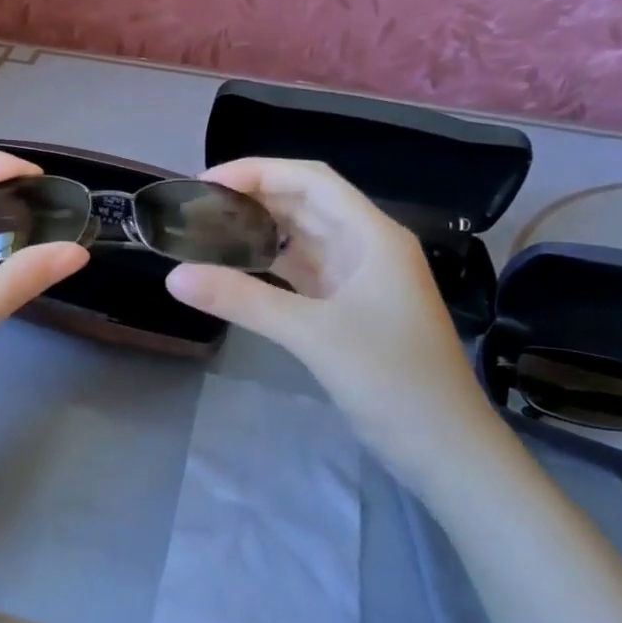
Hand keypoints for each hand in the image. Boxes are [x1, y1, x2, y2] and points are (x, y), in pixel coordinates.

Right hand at [165, 157, 512, 495]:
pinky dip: (270, 265)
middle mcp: (368, 246)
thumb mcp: (313, 335)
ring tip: (209, 231)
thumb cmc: (393, 381)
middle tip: (198, 208)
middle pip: (305, 203)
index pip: (311, 180)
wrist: (447, 450)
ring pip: (303, 237)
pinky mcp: (351, 308)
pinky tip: (237, 268)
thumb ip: (243, 301)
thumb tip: (173, 277)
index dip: (258, 171)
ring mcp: (361, 279)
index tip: (206, 183)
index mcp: (372, 236)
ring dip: (261, 230)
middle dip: (254, 198)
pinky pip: (304, 271)